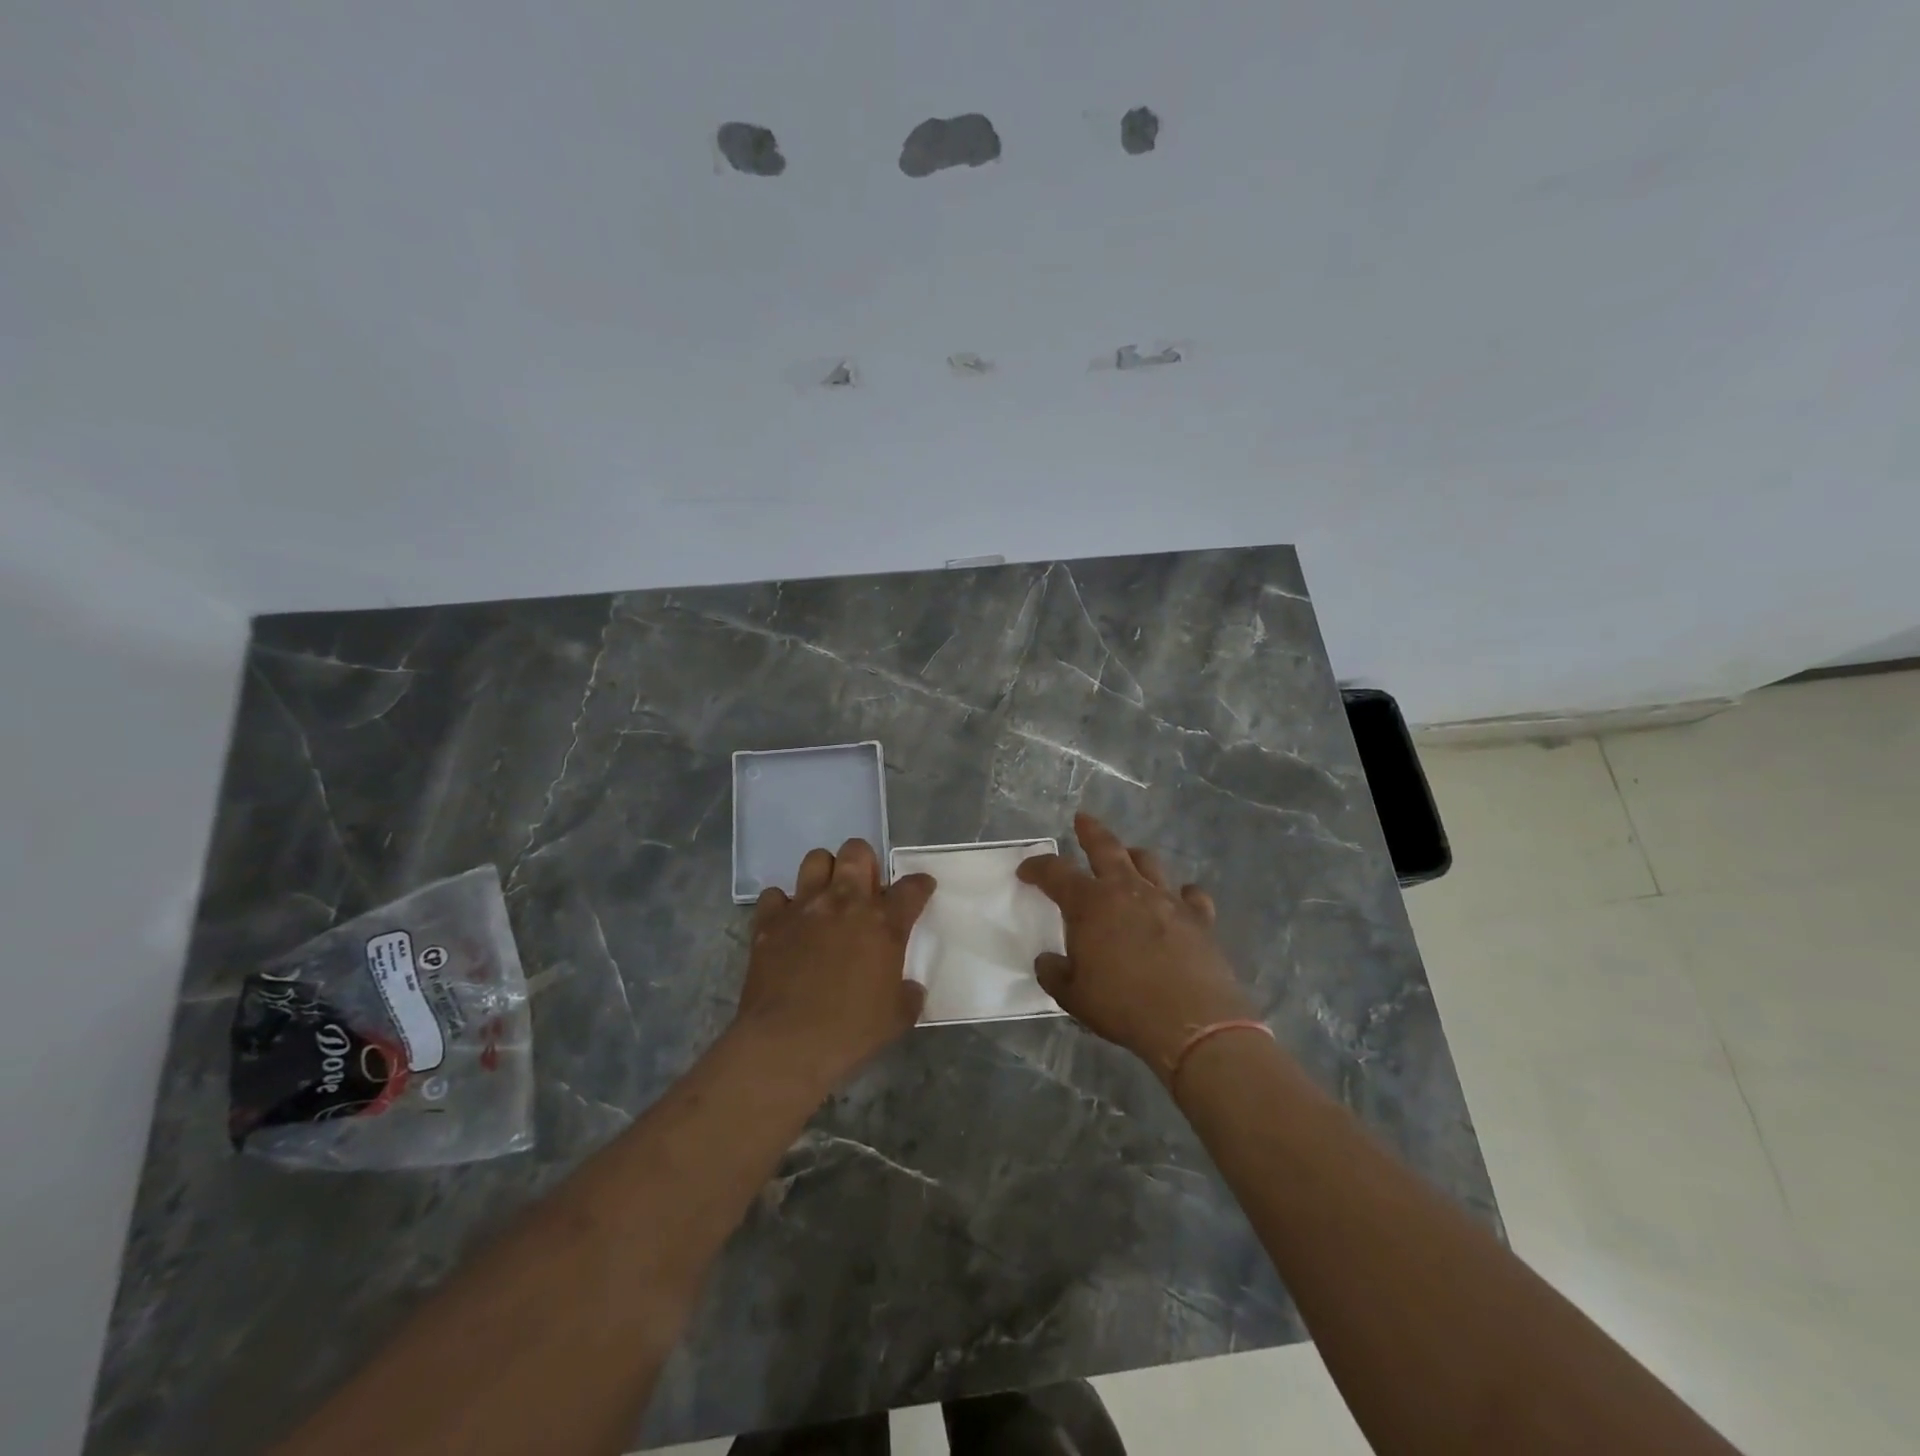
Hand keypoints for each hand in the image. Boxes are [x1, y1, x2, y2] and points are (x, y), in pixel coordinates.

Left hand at [734, 839, 934, 1089]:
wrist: (786, 1043)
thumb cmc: (850, 1032)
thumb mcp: (897, 1018)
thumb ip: (908, 994)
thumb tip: (909, 987)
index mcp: (884, 922)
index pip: (912, 887)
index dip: (920, 885)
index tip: (922, 888)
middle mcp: (845, 902)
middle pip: (857, 852)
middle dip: (865, 862)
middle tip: (866, 887)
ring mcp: (804, 907)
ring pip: (815, 860)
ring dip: (825, 872)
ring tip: (827, 895)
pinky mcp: (769, 921)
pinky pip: (774, 895)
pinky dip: (783, 904)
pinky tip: (789, 922)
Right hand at [1018, 813, 1254, 1078]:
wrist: (1192, 1022)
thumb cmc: (1123, 1006)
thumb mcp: (1073, 997)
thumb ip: (1055, 973)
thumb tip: (1047, 960)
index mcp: (1090, 904)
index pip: (1055, 872)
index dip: (1037, 868)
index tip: (1026, 870)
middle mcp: (1127, 890)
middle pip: (1106, 848)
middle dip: (1091, 831)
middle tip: (1082, 820)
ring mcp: (1167, 900)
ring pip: (1148, 862)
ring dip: (1135, 857)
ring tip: (1129, 858)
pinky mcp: (1199, 918)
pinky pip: (1191, 895)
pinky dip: (1182, 894)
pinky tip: (1180, 900)